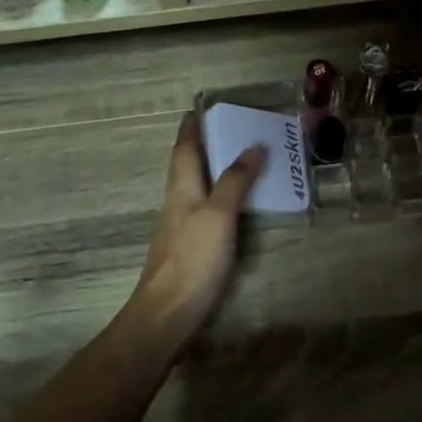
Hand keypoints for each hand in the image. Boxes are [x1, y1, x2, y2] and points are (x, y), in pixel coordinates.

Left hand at [127, 115, 265, 339]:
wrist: (167, 313)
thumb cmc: (192, 258)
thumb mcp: (218, 215)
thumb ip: (235, 181)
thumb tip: (253, 145)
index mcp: (181, 188)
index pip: (184, 148)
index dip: (191, 128)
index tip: (200, 108)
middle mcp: (178, 202)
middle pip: (188, 165)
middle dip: (205, 146)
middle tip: (230, 129)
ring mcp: (182, 226)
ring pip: (197, 187)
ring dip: (214, 170)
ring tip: (240, 160)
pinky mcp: (190, 248)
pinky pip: (206, 210)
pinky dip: (221, 197)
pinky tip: (236, 205)